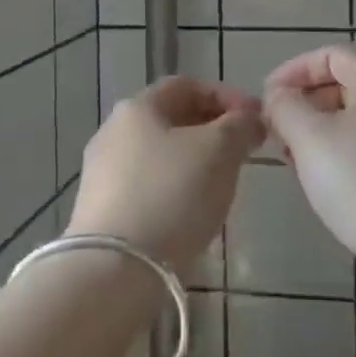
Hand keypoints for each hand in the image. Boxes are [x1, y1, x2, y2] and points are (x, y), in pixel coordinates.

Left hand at [67, 77, 262, 270]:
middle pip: (171, 119)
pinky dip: (174, 190)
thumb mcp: (220, 150)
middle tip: (243, 153)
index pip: (187, 86)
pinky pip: (147, 187)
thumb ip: (240, 125)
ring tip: (222, 185)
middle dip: (212, 130)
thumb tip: (249, 117)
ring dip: (194, 162)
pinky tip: (191, 214)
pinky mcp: (100, 211)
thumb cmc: (172, 195)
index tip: (255, 121)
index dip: (226, 96)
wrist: (114, 270)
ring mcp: (102, 173)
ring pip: (160, 155)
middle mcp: (113, 131)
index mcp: (137, 107)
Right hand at [263, 45, 355, 282]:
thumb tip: (279, 96)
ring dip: (326, 130)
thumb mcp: (310, 139)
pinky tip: (334, 183)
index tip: (268, 98)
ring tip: (299, 161)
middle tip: (279, 132)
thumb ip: (285, 107)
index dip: (294, 70)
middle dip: (308, 102)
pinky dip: (350, 151)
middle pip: (349, 83)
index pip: (332, 55)